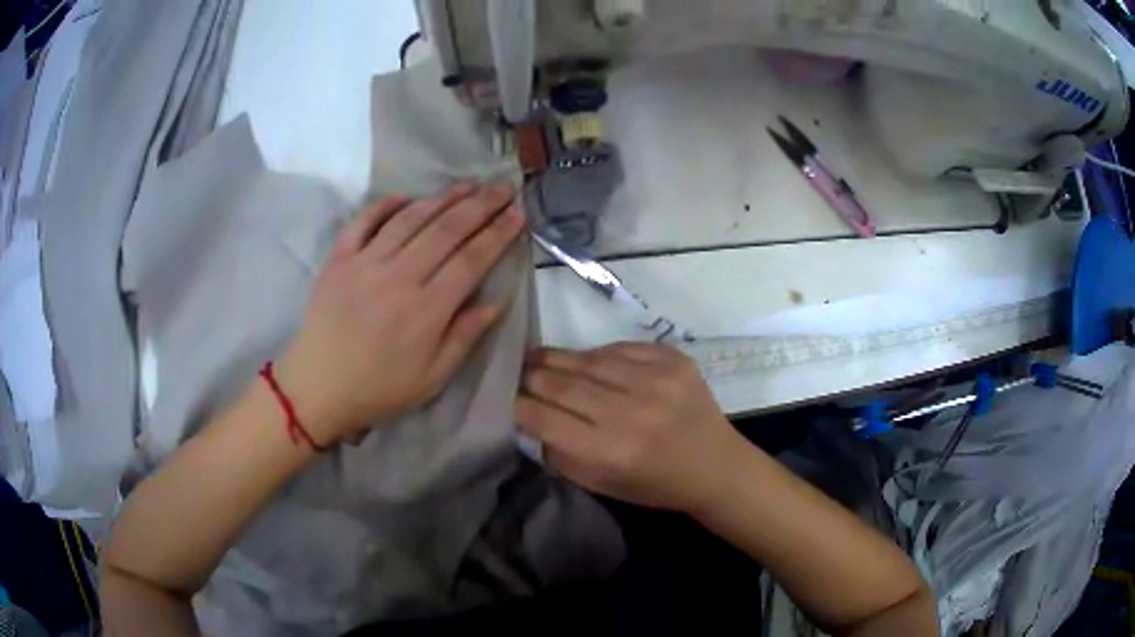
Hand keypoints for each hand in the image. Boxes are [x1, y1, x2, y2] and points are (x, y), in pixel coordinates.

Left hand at [277, 182, 524, 445]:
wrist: (318, 387)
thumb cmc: (379, 388)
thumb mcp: (432, 378)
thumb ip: (464, 337)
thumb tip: (495, 302)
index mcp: (426, 309)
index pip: (471, 260)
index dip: (498, 234)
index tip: (518, 214)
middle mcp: (398, 277)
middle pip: (446, 230)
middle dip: (481, 205)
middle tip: (503, 187)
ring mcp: (365, 263)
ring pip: (410, 219)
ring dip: (442, 198)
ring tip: (467, 184)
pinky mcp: (339, 259)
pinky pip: (363, 222)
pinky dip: (385, 205)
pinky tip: (405, 196)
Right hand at [516, 343, 745, 512]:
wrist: (715, 465)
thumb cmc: (654, 485)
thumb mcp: (599, 484)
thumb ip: (561, 453)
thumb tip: (532, 417)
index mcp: (609, 451)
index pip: (542, 418)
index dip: (516, 404)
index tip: (503, 397)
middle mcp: (630, 412)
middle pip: (560, 383)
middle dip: (530, 376)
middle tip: (515, 371)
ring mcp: (655, 380)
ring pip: (587, 359)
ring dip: (557, 358)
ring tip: (539, 358)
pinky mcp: (673, 359)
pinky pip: (620, 348)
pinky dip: (597, 354)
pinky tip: (587, 361)